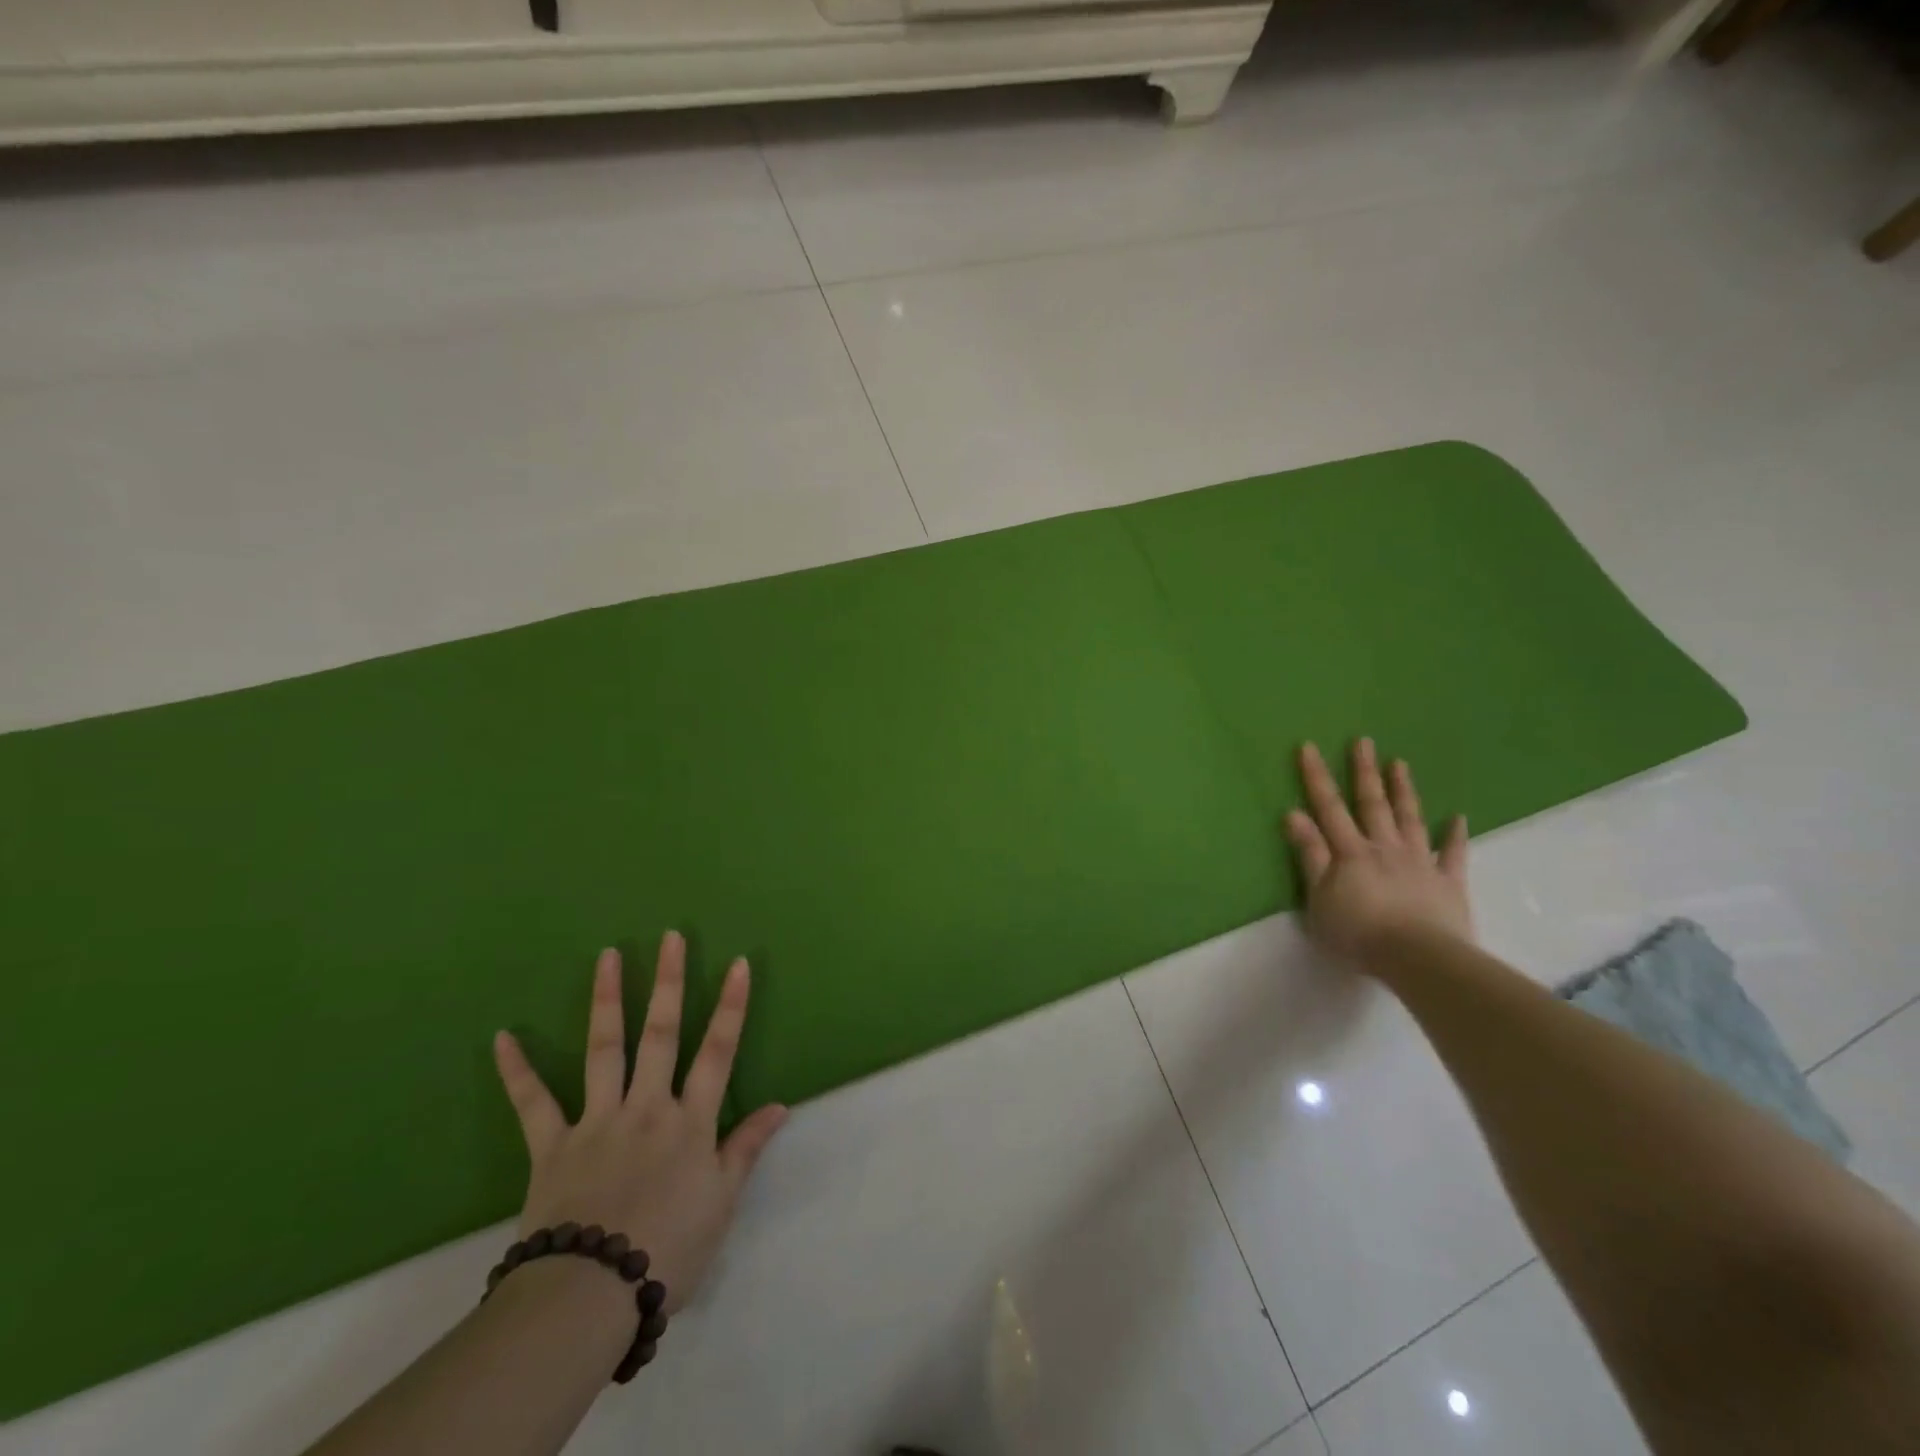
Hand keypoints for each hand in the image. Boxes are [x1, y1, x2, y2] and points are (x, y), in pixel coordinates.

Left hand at [492, 931, 787, 1314]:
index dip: (731, 1005)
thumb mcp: (722, 1203)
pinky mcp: (552, 1146)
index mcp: (690, 1121)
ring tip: (607, 956)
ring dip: (607, 1000)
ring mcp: (597, 1121)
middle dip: (669, 982)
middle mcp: (647, 1107)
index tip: (738, 963)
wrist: (589, 1296)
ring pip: (605, 1050)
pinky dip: (518, 1071)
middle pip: (661, 1034)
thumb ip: (747, 1147)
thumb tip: (781, 1106)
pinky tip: (503, 1037)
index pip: (718, 1050)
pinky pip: (533, 1104)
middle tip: (670, 937)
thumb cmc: (668, 1249)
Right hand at [1284, 738, 1472, 968]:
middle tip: (1363, 741)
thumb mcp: (1318, 897)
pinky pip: (1452, 853)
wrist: (1418, 958)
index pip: (1328, 807)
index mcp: (1350, 852)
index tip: (1309, 747)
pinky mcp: (1448, 882)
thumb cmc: (1357, 932)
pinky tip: (1458, 817)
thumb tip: (1293, 813)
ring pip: (1409, 819)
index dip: (1317, 777)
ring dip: (1403, 790)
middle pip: (1372, 804)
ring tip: (1400, 763)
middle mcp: (1384, 847)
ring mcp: (1419, 862)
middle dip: (1364, 771)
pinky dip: (1455, 834)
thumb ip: (1310, 854)